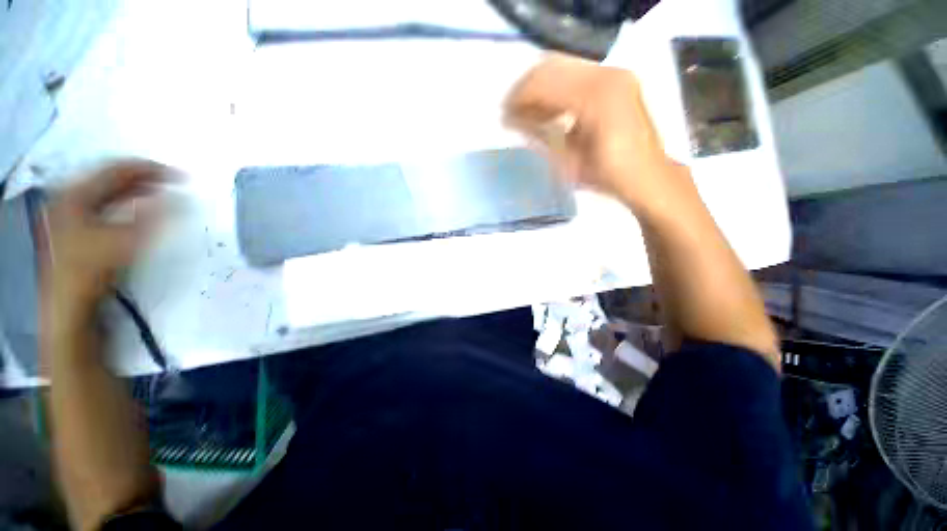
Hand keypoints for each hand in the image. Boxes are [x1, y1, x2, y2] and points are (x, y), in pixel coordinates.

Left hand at [40, 160, 175, 317]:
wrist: (68, 301)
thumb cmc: (92, 268)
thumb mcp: (125, 241)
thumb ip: (154, 216)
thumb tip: (181, 199)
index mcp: (77, 193)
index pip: (117, 169)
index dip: (150, 169)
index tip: (179, 175)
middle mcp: (71, 196)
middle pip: (110, 177)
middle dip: (144, 177)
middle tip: (173, 181)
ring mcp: (71, 211)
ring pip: (108, 190)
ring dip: (136, 189)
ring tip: (161, 191)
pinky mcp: (76, 225)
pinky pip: (104, 203)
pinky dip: (125, 201)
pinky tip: (140, 205)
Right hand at [505, 55, 693, 215]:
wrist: (645, 176)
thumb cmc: (605, 175)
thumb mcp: (567, 160)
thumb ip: (539, 134)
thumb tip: (512, 120)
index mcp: (595, 97)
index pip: (545, 84)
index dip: (519, 99)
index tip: (503, 115)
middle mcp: (607, 75)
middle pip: (552, 68)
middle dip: (526, 90)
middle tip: (511, 113)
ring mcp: (614, 75)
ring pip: (564, 68)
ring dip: (541, 89)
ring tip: (527, 114)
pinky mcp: (617, 81)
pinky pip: (577, 75)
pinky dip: (558, 90)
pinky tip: (549, 110)